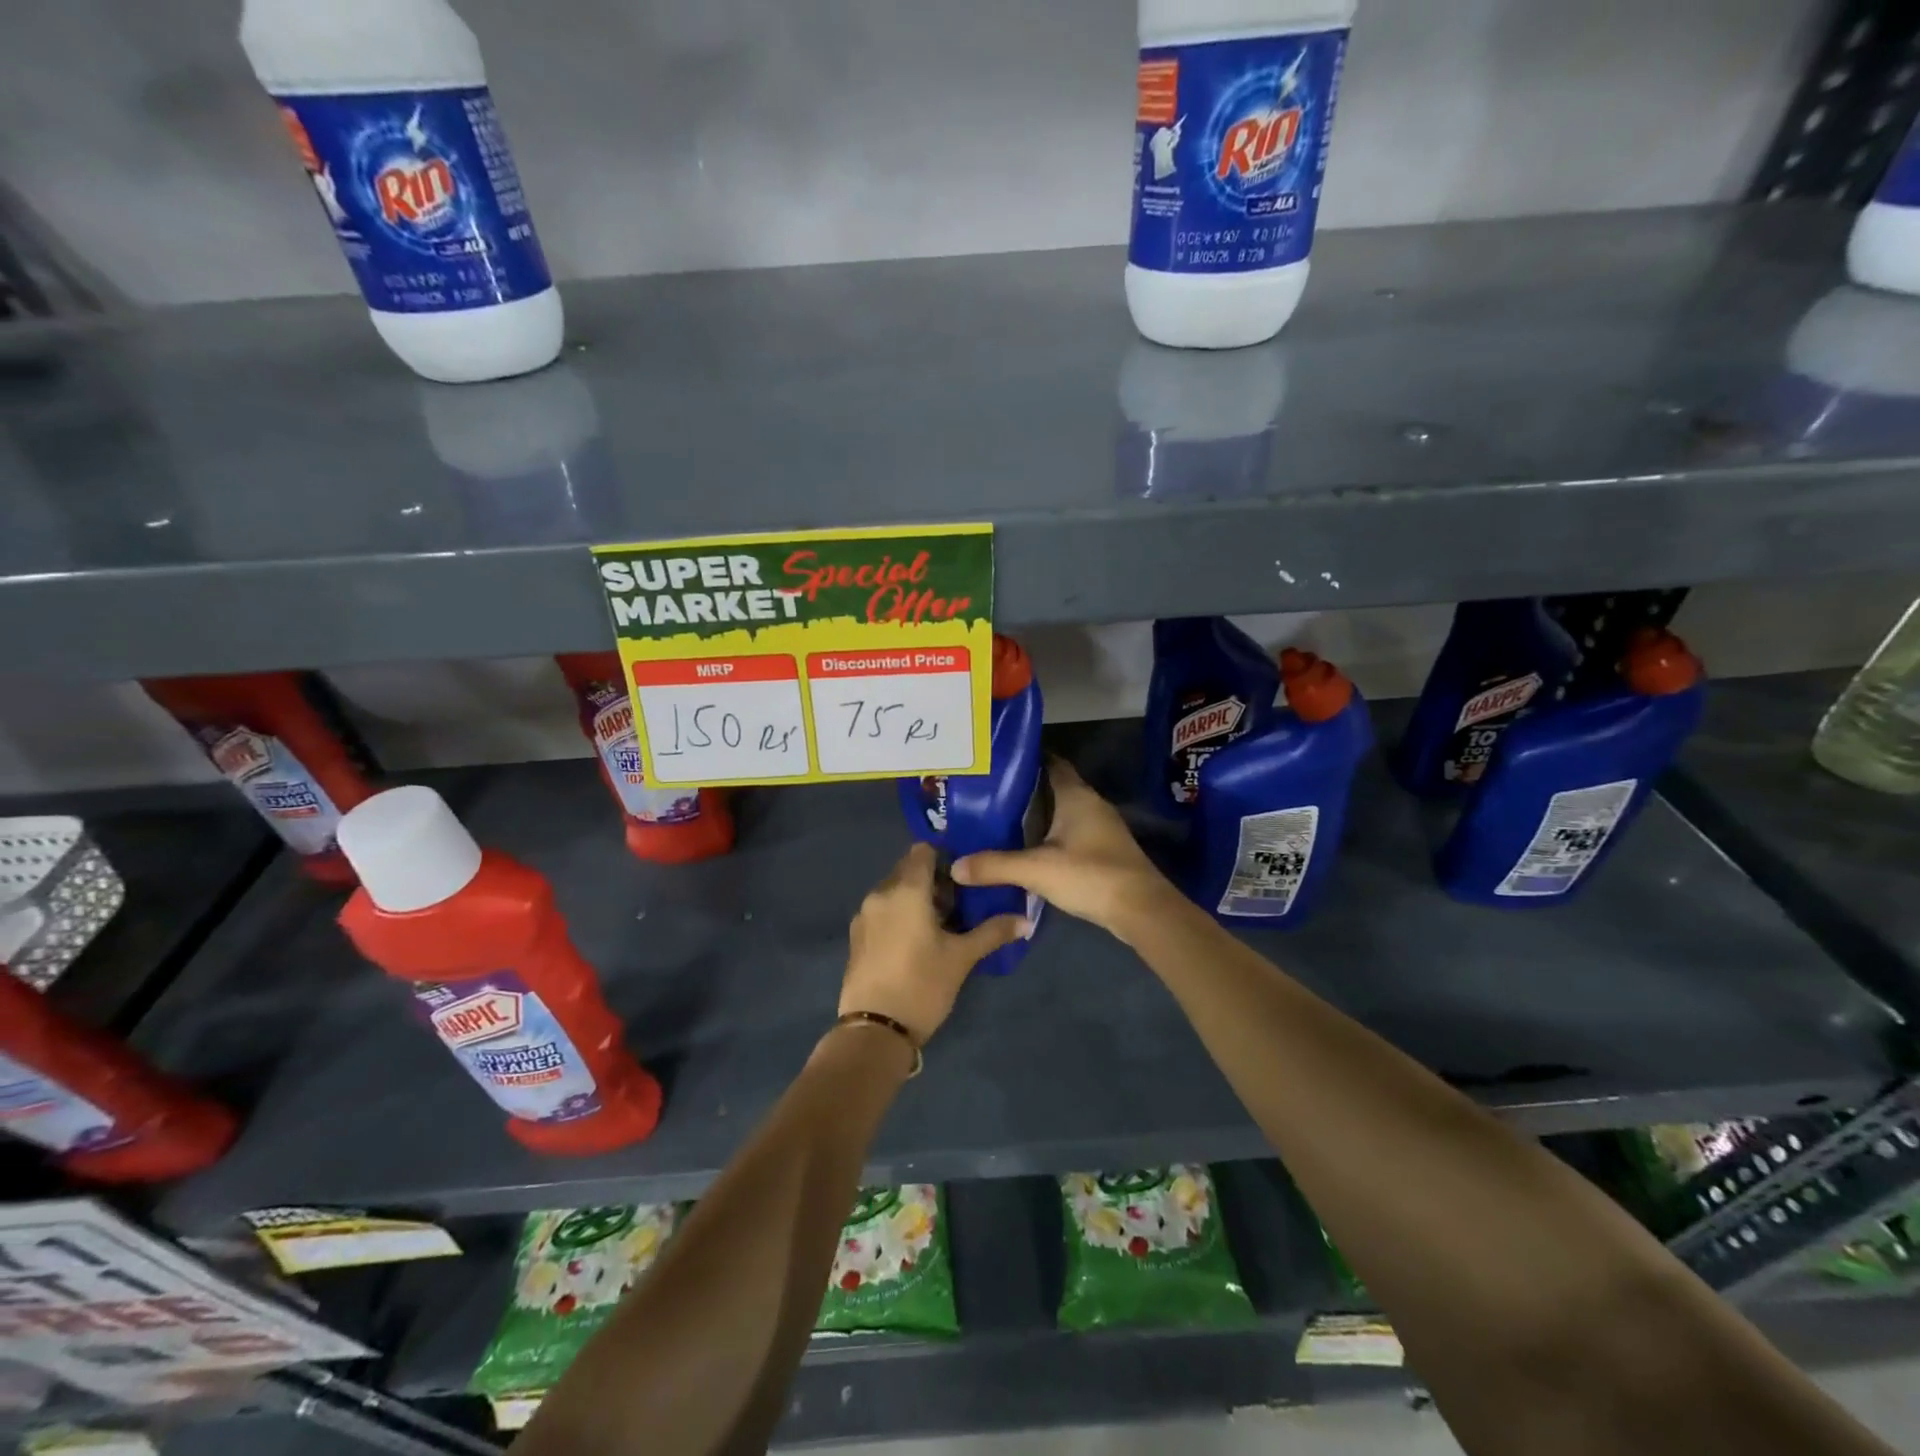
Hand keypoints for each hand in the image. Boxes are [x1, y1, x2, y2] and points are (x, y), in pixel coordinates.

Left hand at [840, 842, 1027, 1044]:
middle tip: (957, 905)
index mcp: (906, 889)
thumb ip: (993, 932)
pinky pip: (881, 910)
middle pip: (907, 869)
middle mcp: (880, 893)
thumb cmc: (923, 985)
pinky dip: (898, 914)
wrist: (875, 1030)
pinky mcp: (856, 936)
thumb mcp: (962, 958)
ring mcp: (864, 915)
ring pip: (893, 890)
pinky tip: (914, 941)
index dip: (945, 857)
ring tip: (938, 925)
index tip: (964, 878)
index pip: (923, 850)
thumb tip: (1026, 920)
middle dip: (931, 880)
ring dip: (914, 898)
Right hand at [952, 760, 1176, 940]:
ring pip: (1062, 812)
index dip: (1026, 759)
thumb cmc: (1090, 875)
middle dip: (1024, 790)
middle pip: (1053, 787)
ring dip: (1037, 815)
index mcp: (1076, 796)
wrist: (1141, 910)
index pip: (1051, 762)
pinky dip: (1049, 835)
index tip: (996, 762)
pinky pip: (1069, 833)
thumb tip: (955, 866)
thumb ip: (995, 866)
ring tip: (1000, 820)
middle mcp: (1090, 804)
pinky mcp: (1103, 851)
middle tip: (987, 794)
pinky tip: (1027, 849)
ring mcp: (1101, 828)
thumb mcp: (1036, 870)